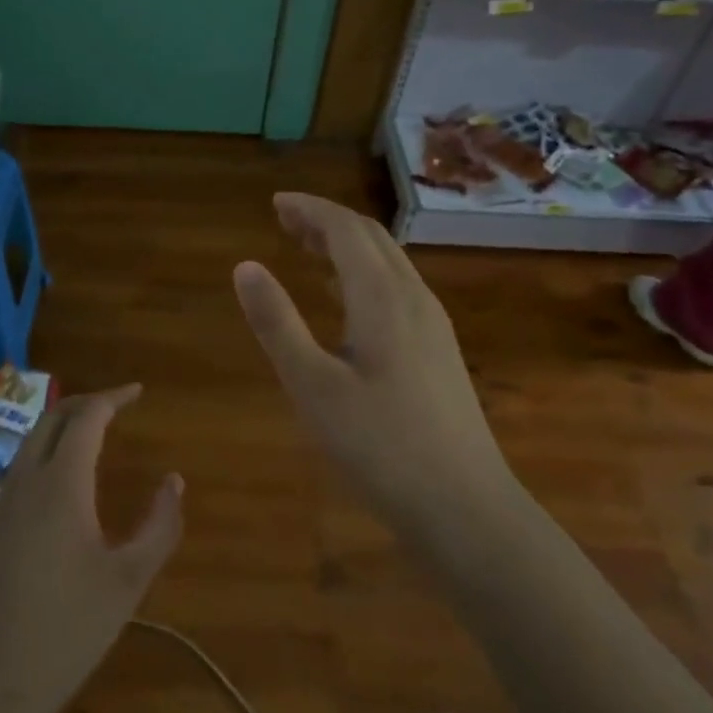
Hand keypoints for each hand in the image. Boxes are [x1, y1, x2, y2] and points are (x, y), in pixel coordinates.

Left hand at [0, 385, 182, 712]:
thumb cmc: (69, 630)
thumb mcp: (129, 580)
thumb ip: (159, 525)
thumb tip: (173, 481)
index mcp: (60, 484)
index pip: (86, 418)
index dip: (113, 398)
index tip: (137, 392)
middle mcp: (25, 481)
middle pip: (52, 419)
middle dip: (85, 403)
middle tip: (118, 405)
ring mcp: (1, 504)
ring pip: (31, 442)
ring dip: (62, 427)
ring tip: (94, 434)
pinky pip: (20, 469)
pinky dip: (46, 453)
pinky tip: (63, 482)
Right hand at [232, 194, 518, 537]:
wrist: (466, 509)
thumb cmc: (380, 447)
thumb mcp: (312, 386)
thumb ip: (277, 323)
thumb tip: (245, 266)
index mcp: (382, 298)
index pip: (346, 229)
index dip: (310, 209)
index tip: (276, 203)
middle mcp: (414, 298)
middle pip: (371, 238)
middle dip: (327, 221)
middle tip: (286, 220)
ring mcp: (434, 325)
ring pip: (389, 263)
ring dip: (348, 245)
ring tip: (309, 250)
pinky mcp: (441, 352)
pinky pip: (398, 288)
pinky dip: (364, 273)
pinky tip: (348, 302)